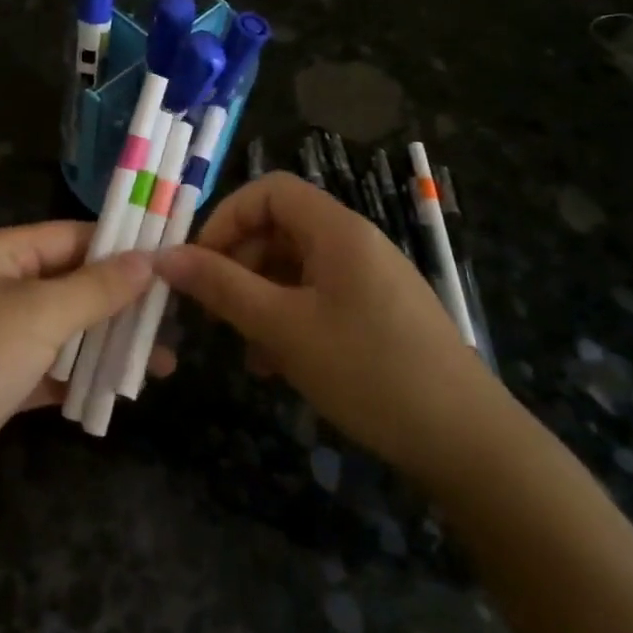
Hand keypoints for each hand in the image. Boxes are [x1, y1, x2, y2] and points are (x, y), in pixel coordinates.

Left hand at [0, 222, 163, 511]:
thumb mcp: (39, 312)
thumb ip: (96, 287)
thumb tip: (147, 260)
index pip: (69, 237)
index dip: (118, 247)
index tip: (169, 260)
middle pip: (69, 284)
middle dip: (118, 302)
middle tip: (172, 317)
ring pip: (62, 331)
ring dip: (105, 345)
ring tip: (161, 362)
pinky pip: (48, 370)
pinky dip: (79, 379)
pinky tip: (118, 392)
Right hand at [155, 172, 501, 481]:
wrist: (466, 442)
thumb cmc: (368, 370)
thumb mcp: (283, 328)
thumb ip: (222, 287)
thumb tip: (165, 257)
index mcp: (337, 230)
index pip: (270, 190)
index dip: (226, 217)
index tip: (199, 262)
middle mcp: (354, 243)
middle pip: (280, 228)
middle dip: (238, 262)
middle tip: (212, 307)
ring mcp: (368, 279)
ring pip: (295, 267)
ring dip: (259, 296)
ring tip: (241, 345)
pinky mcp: (376, 313)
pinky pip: (318, 297)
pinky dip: (287, 318)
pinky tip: (275, 364)